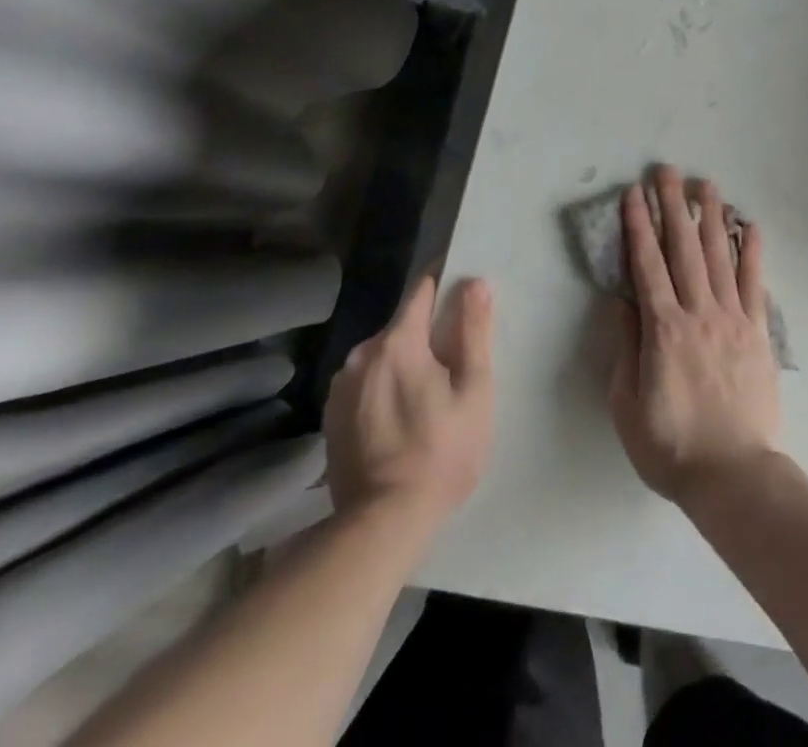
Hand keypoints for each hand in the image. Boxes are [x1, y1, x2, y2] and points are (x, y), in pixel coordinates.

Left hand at [323, 274, 494, 526]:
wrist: (382, 525)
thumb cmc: (441, 451)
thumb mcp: (474, 389)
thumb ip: (474, 331)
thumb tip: (475, 283)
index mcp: (397, 342)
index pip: (421, 289)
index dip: (445, 283)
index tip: (464, 289)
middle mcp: (361, 355)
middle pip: (403, 325)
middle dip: (429, 332)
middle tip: (456, 360)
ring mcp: (341, 388)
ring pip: (383, 356)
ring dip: (405, 362)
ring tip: (429, 394)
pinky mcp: (332, 418)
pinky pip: (366, 383)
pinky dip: (385, 387)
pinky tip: (401, 417)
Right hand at [607, 166, 781, 508]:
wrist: (734, 474)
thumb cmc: (671, 446)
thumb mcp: (628, 406)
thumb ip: (625, 348)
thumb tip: (621, 302)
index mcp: (664, 330)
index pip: (647, 266)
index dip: (638, 227)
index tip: (633, 195)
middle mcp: (699, 312)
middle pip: (683, 249)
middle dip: (672, 206)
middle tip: (666, 171)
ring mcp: (733, 318)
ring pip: (719, 256)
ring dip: (710, 217)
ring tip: (704, 184)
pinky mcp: (758, 331)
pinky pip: (755, 283)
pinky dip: (752, 251)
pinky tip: (749, 225)